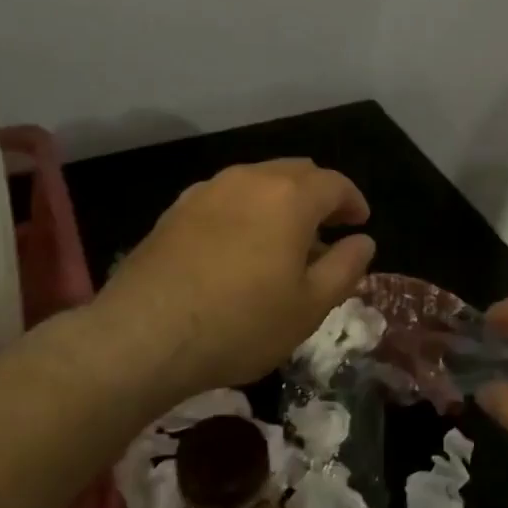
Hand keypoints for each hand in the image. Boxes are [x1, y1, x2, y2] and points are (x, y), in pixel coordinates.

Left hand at [98, 159, 375, 395]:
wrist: (144, 335)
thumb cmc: (241, 323)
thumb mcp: (309, 307)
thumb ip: (345, 267)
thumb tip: (363, 241)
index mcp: (290, 197)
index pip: (334, 184)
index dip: (353, 201)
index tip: (360, 224)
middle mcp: (250, 179)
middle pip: (296, 172)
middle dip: (319, 195)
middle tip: (328, 229)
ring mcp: (208, 190)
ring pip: (258, 180)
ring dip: (281, 200)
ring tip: (284, 239)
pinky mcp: (176, 209)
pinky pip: (225, 196)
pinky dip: (246, 209)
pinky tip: (240, 244)